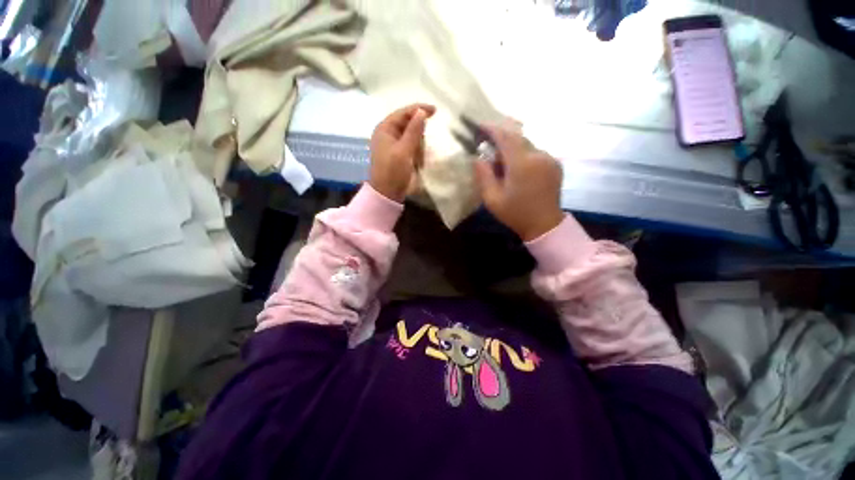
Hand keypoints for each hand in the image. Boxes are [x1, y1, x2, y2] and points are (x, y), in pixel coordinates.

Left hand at [369, 104, 435, 201]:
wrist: (388, 193)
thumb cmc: (393, 171)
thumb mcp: (404, 150)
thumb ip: (414, 130)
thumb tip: (421, 111)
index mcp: (385, 129)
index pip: (403, 112)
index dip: (419, 109)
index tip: (435, 111)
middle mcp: (388, 134)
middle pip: (408, 124)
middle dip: (418, 134)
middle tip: (421, 146)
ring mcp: (394, 145)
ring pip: (412, 137)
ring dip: (418, 146)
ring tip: (418, 159)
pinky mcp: (399, 155)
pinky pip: (411, 147)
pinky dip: (417, 152)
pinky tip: (418, 162)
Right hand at [474, 126, 563, 240]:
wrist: (544, 225)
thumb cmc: (515, 214)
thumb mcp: (492, 199)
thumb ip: (484, 175)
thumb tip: (478, 158)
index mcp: (522, 164)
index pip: (505, 137)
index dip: (492, 128)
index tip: (480, 125)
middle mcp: (538, 155)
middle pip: (517, 138)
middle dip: (501, 140)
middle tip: (489, 151)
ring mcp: (549, 158)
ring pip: (526, 145)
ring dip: (512, 149)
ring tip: (503, 165)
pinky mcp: (555, 164)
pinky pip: (535, 152)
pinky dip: (523, 155)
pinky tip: (518, 170)